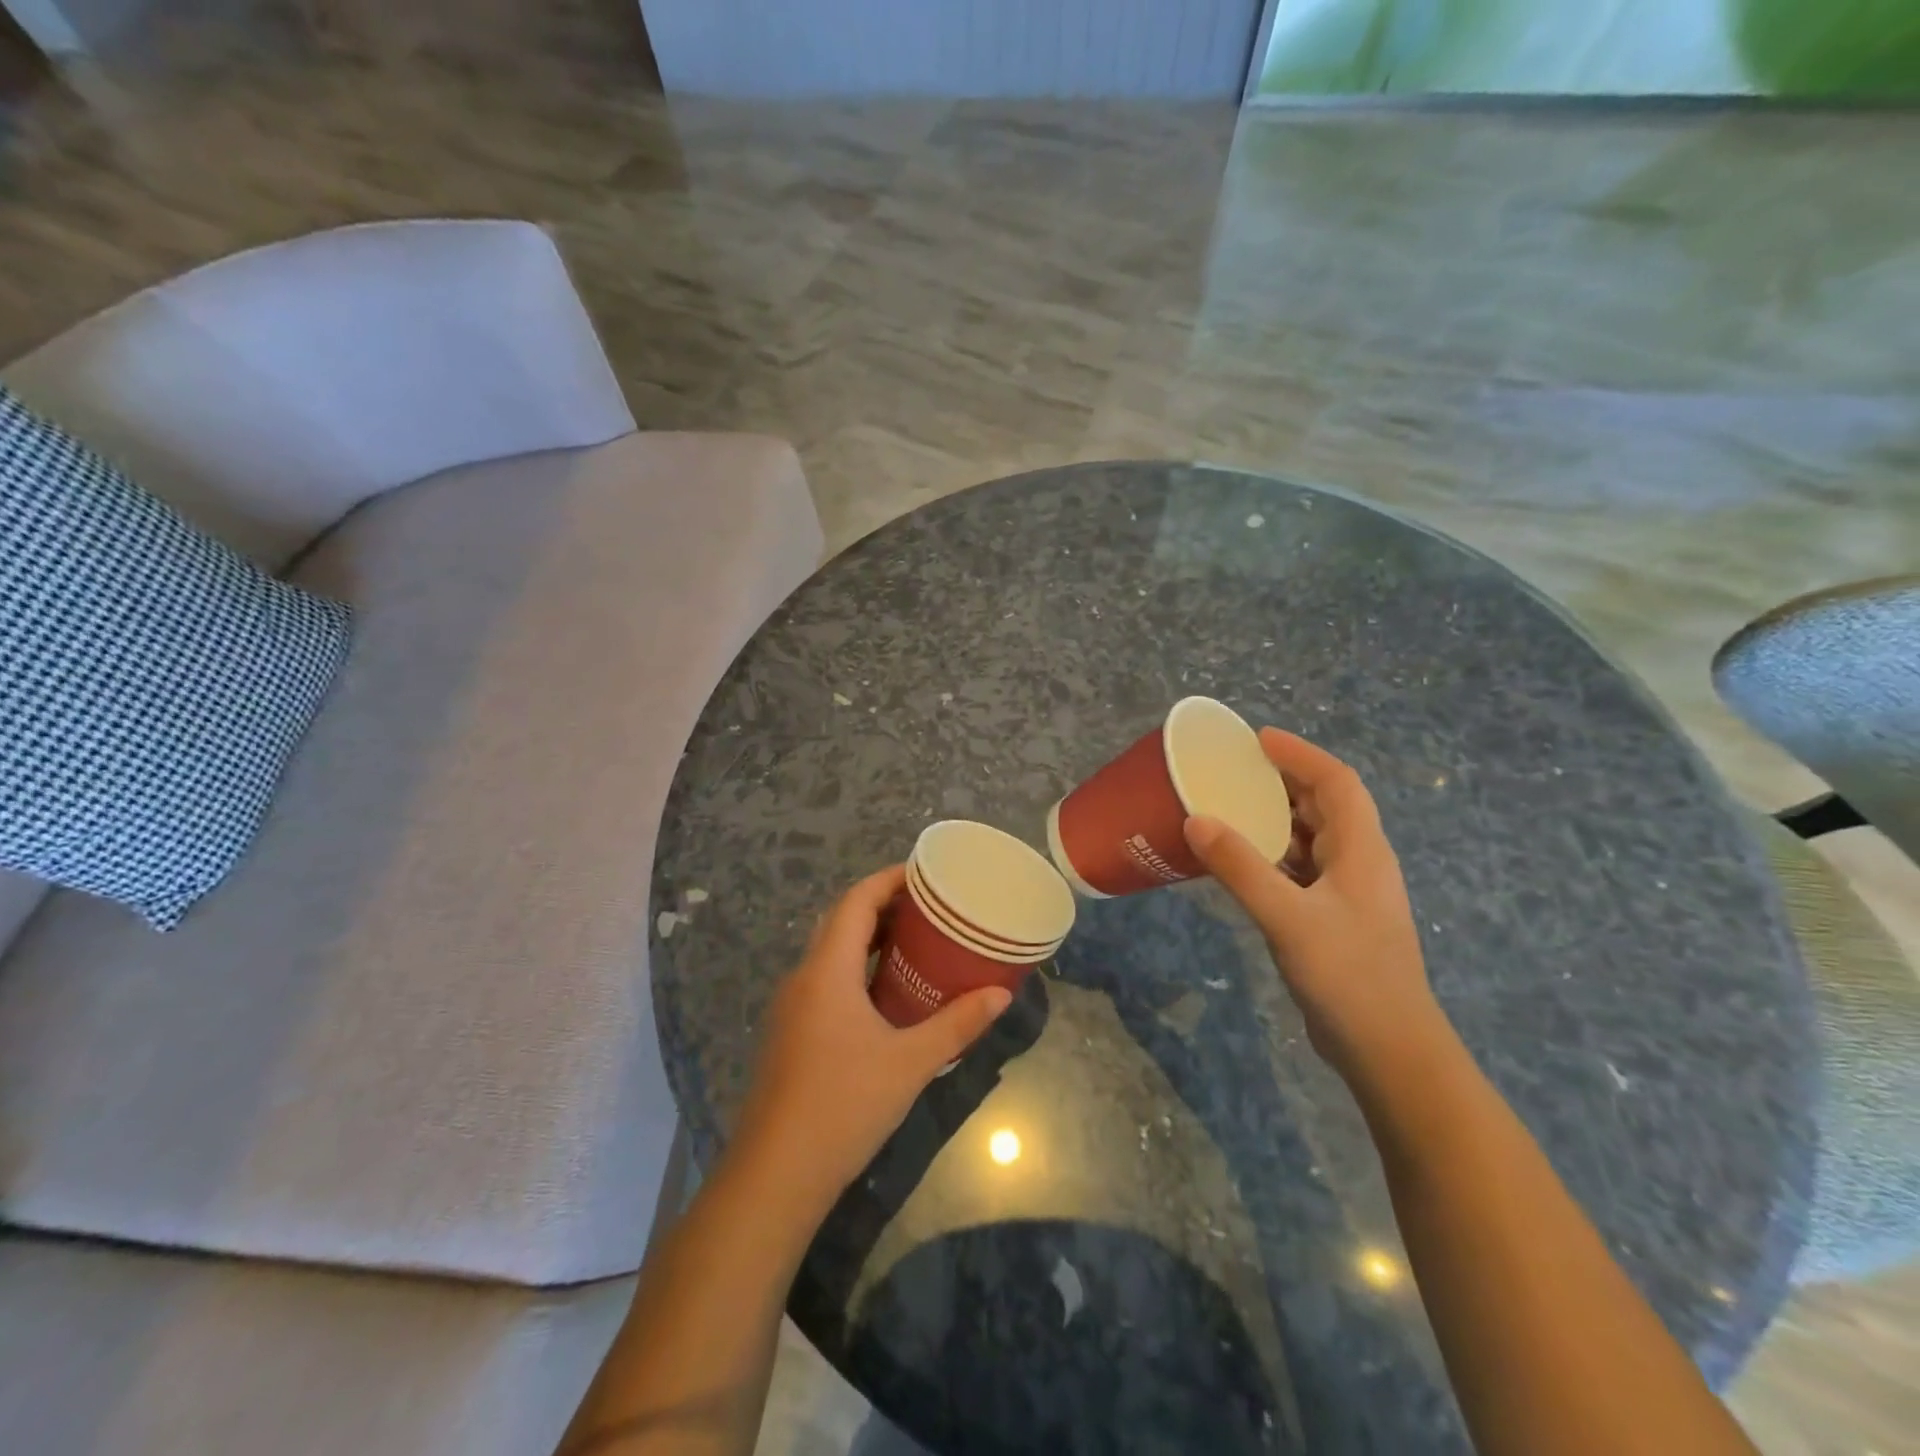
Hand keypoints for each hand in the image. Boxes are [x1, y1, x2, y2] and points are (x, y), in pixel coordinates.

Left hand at [731, 865, 1013, 1209]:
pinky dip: (855, 967)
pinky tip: (885, 992)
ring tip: (914, 940)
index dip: (888, 879)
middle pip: (841, 920)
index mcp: (827, 970)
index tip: (925, 873)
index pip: (855, 901)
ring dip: (867, 937)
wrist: (776, 1175)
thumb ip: (957, 1024)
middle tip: (928, 905)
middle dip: (882, 905)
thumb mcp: (910, 1062)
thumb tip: (1002, 994)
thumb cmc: (844, 1105)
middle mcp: (803, 977)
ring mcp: (791, 1007)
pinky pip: (825, 979)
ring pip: (830, 951)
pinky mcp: (790, 1033)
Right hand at [1183, 729, 1447, 1085]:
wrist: (1388, 1050)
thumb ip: (1241, 868)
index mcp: (1361, 851)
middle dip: (1283, 782)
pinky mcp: (1334, 920)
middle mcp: (1360, 863)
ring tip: (1229, 808)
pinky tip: (1239, 865)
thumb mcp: (1288, 918)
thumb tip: (1196, 819)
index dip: (1300, 754)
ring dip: (1275, 820)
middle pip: (1324, 806)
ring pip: (1311, 840)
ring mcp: (1348, 894)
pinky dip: (1271, 857)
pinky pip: (1300, 871)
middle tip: (1234, 771)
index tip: (1257, 739)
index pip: (1336, 782)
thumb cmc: (1348, 975)